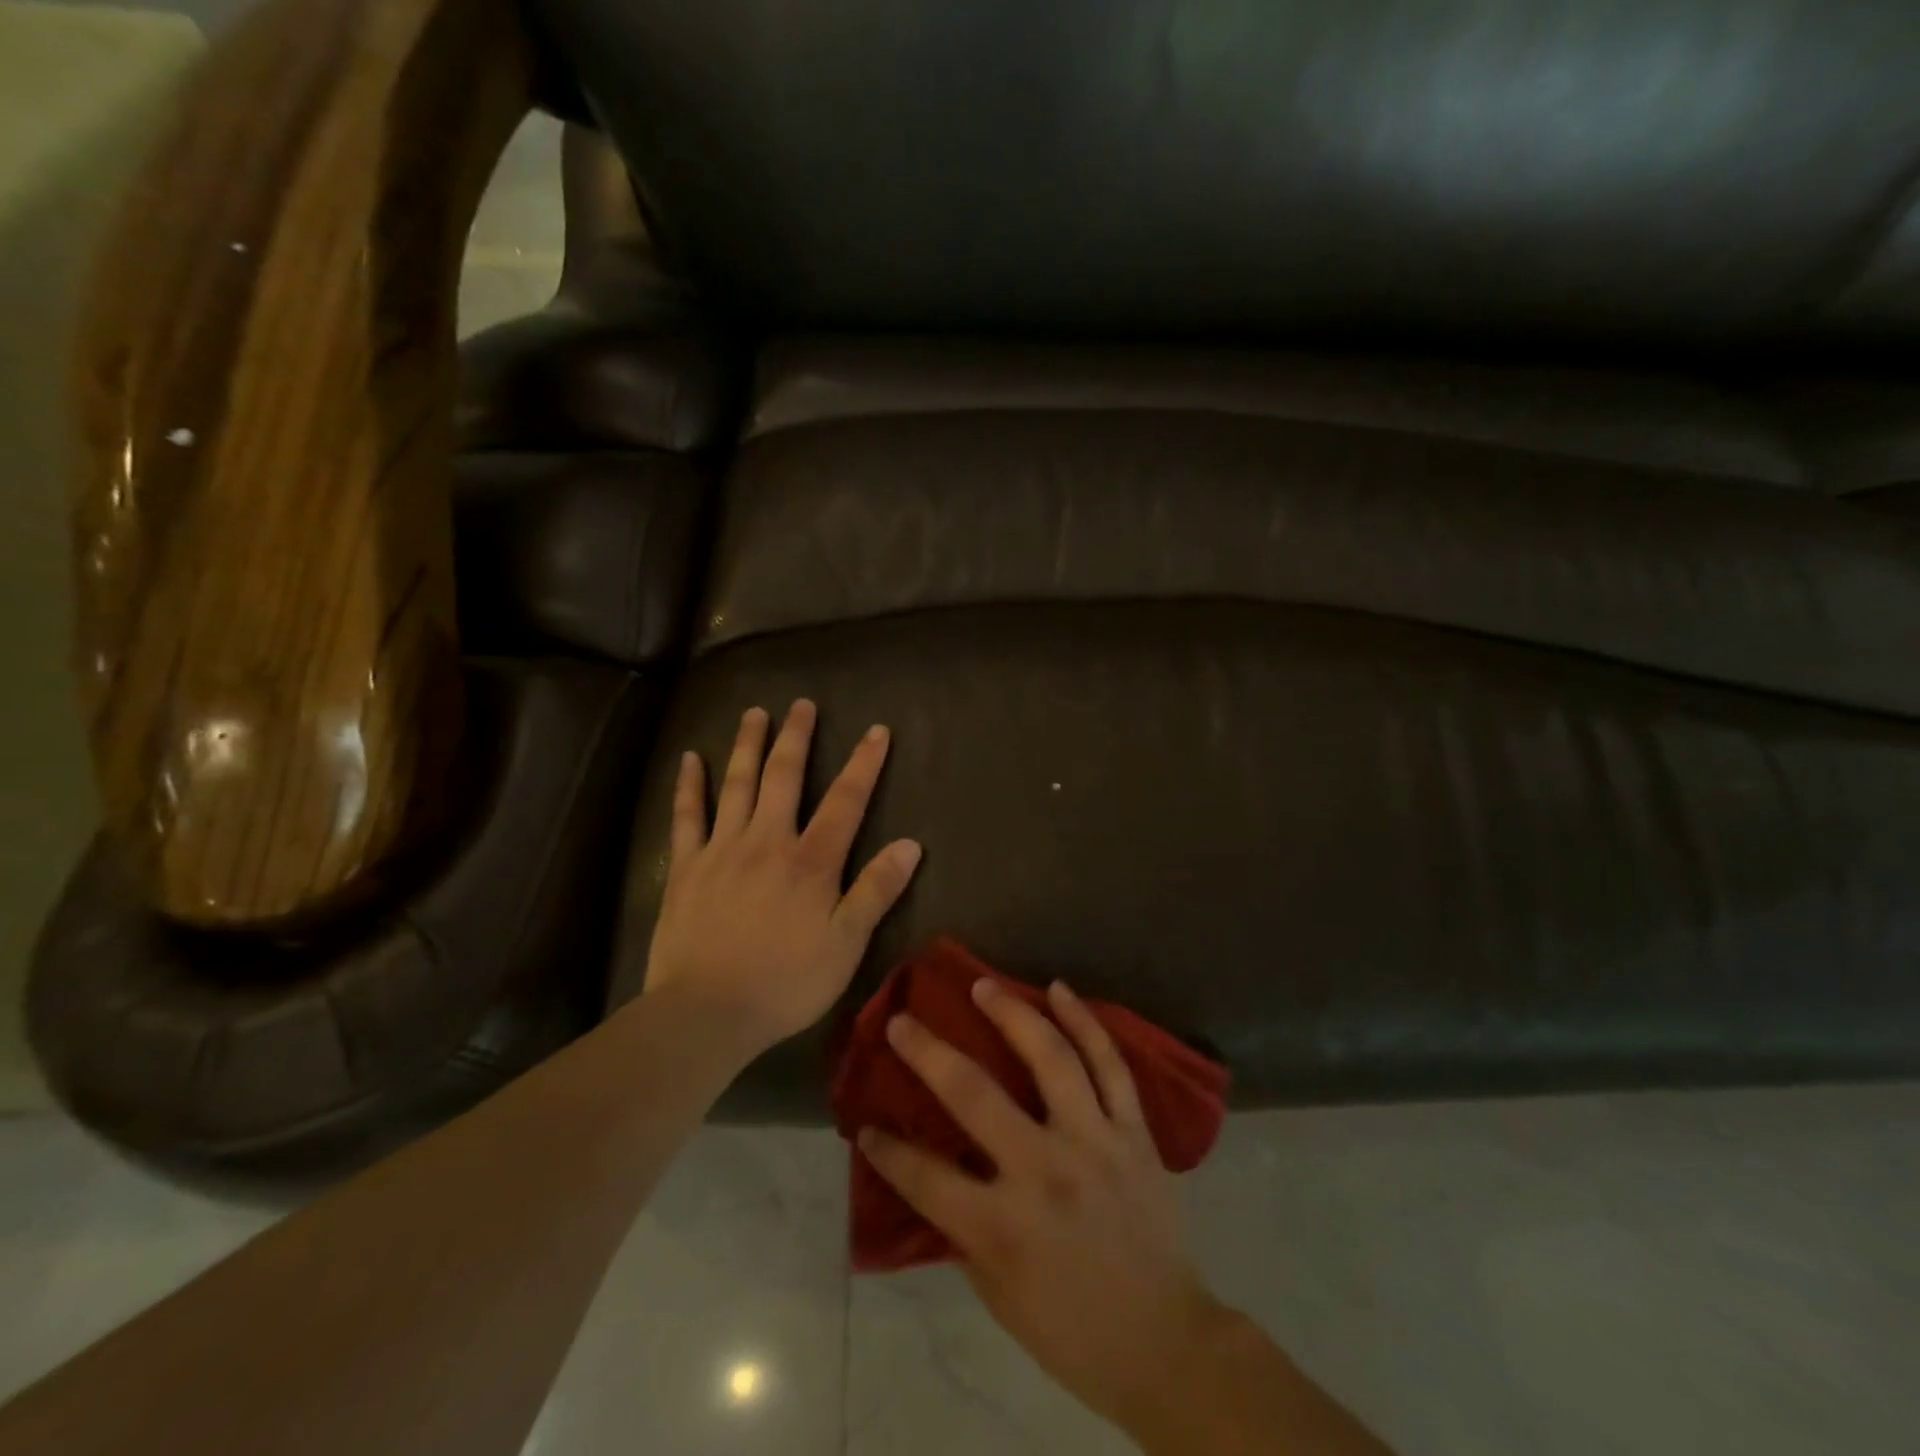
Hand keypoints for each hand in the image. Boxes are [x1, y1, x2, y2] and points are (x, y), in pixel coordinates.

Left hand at [644, 699, 922, 1054]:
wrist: (706, 1012)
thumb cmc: (786, 982)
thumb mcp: (846, 944)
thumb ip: (876, 890)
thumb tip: (910, 844)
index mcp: (811, 861)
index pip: (845, 801)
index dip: (864, 764)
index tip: (877, 731)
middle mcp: (767, 841)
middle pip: (784, 777)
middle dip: (796, 738)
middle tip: (802, 705)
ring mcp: (722, 850)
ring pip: (737, 785)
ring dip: (747, 746)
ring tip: (755, 713)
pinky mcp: (687, 867)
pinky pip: (687, 816)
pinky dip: (689, 785)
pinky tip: (690, 758)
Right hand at [859, 979, 1224, 1432]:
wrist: (1165, 1343)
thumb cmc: (1070, 1329)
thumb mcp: (997, 1293)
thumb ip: (963, 1227)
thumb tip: (931, 1171)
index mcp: (1003, 1227)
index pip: (925, 1176)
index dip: (888, 1150)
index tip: (866, 1125)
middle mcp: (1045, 1171)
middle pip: (974, 1095)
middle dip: (928, 1053)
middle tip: (902, 1020)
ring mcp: (1094, 1142)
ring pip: (1051, 1058)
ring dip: (1011, 1013)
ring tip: (983, 985)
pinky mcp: (1133, 1131)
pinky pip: (1110, 1064)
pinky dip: (1085, 1021)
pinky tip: (1059, 990)